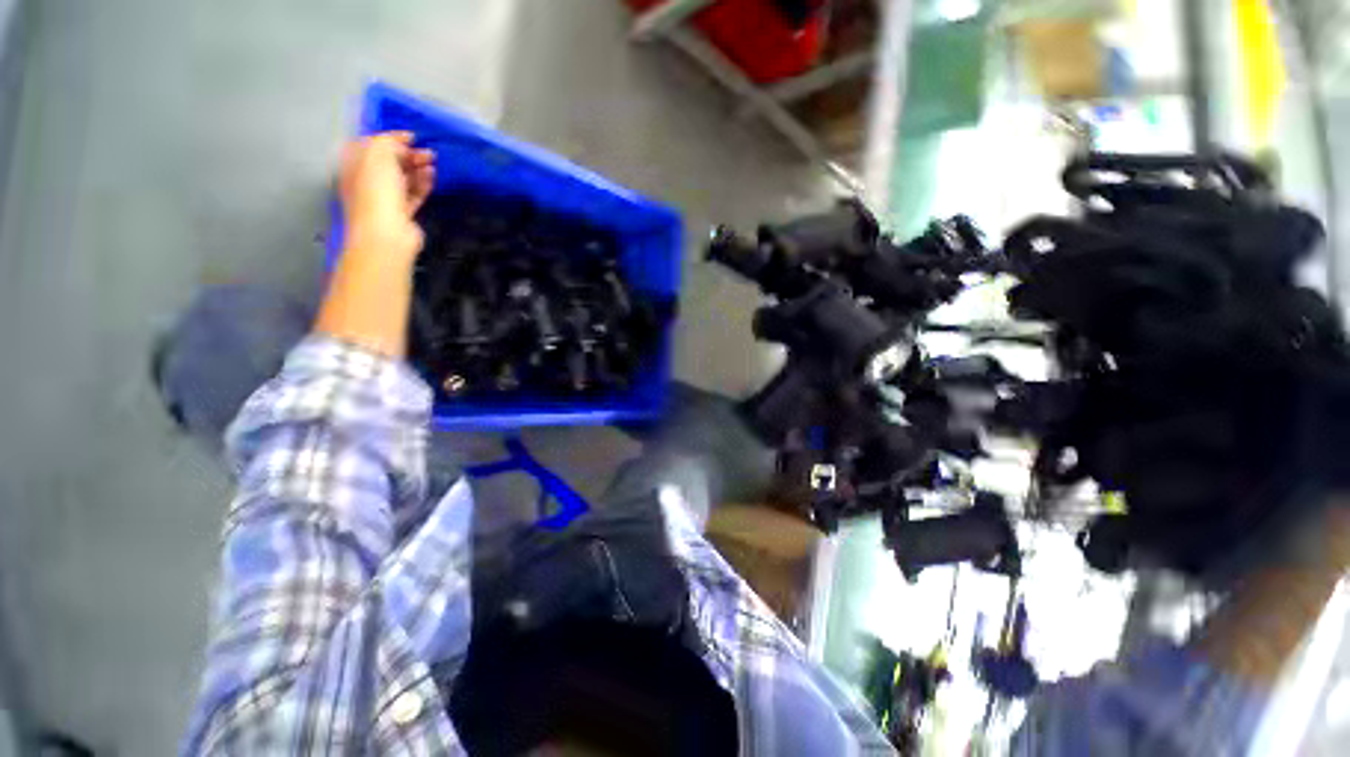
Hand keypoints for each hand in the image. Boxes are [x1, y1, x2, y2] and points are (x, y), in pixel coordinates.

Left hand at [339, 131, 435, 260]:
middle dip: (408, 154)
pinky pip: (412, 194)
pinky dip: (422, 184)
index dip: (391, 138)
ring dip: (417, 169)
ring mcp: (384, 198)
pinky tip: (432, 177)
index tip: (413, 137)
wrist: (386, 234)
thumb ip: (388, 143)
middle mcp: (366, 180)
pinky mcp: (401, 213)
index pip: (371, 144)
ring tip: (433, 164)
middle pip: (389, 162)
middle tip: (428, 152)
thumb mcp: (379, 156)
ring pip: (402, 178)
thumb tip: (401, 145)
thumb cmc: (377, 192)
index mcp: (354, 164)